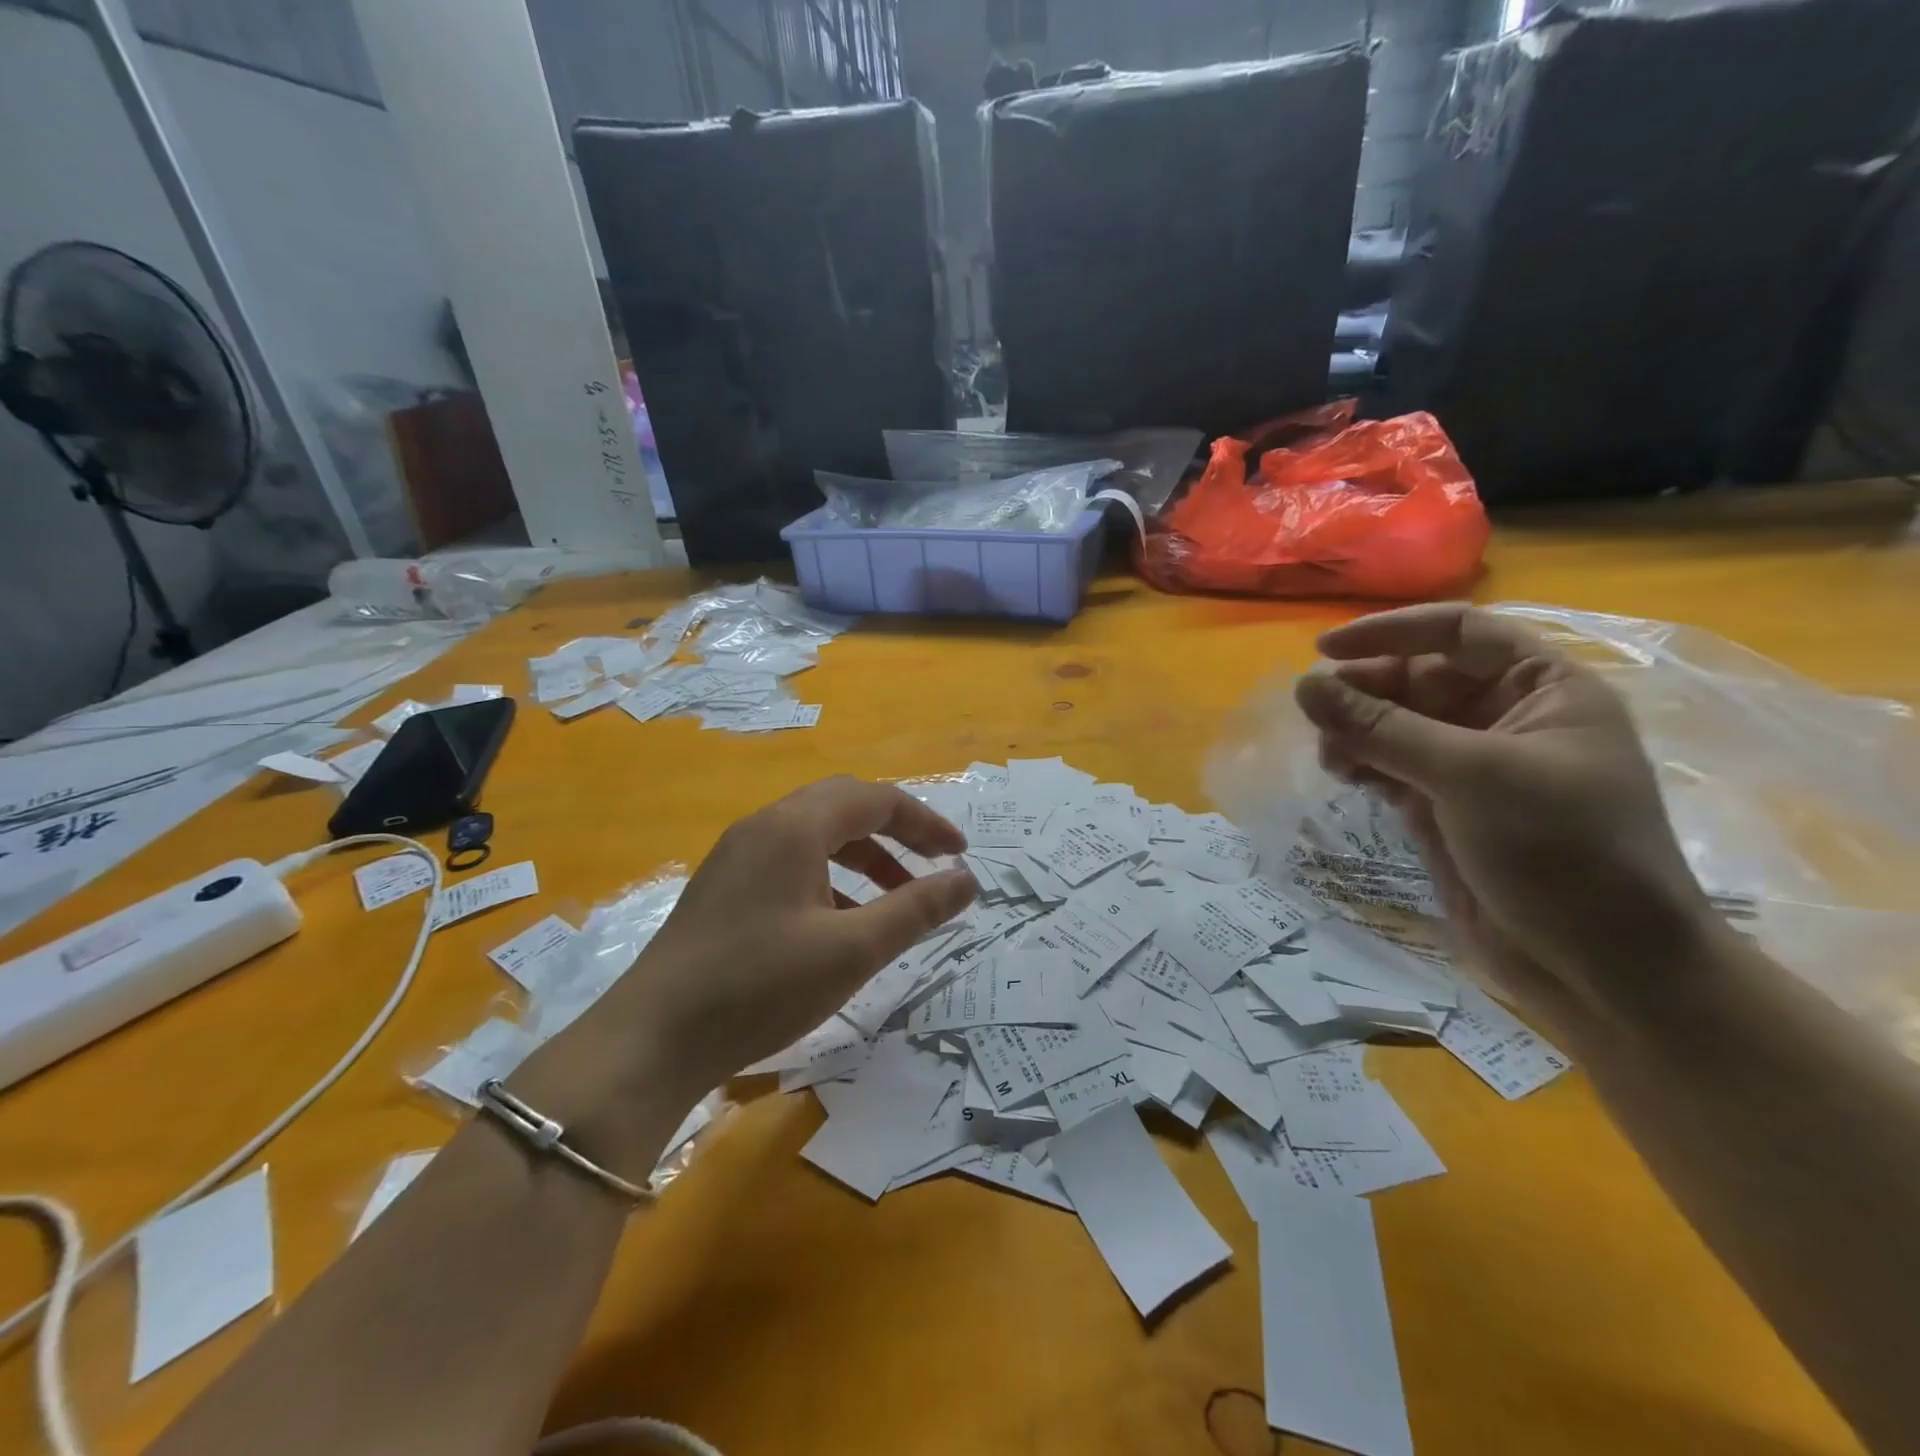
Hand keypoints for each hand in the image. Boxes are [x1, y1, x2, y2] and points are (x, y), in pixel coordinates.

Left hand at [593, 776, 975, 1098]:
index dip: (926, 823)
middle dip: (896, 832)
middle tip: (932, 866)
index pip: (876, 799)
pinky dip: (831, 878)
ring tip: (895, 899)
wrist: (651, 1040)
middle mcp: (764, 826)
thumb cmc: (759, 987)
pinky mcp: (725, 886)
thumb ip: (915, 910)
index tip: (960, 856)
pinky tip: (841, 922)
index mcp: (795, 827)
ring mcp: (738, 855)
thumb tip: (967, 881)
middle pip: (844, 806)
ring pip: (817, 835)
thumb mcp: (851, 951)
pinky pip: (792, 862)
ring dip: (863, 856)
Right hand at [1294, 603, 1717, 1024]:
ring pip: (1397, 725)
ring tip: (1329, 754)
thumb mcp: (1471, 776)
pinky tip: (1342, 775)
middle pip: (1419, 679)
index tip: (1324, 648)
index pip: (1459, 632)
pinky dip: (1363, 765)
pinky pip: (1392, 767)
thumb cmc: (1561, 852)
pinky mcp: (1446, 809)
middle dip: (1366, 691)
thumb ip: (1382, 727)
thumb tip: (1304, 684)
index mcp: (1543, 690)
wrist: (1601, 969)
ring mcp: (1474, 767)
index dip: (1391, 632)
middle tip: (1316, 712)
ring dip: (1357, 731)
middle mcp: (1507, 719)